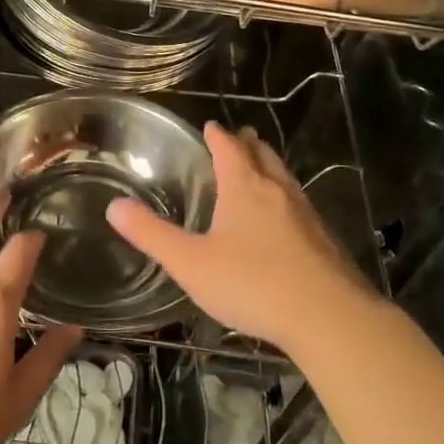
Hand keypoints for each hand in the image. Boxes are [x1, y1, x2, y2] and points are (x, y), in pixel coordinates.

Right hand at [106, 122, 380, 355]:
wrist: (329, 318)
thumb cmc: (252, 283)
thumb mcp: (190, 262)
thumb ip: (151, 234)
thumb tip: (114, 206)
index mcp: (244, 188)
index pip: (228, 148)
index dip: (217, 135)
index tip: (210, 126)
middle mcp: (277, 192)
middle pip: (263, 156)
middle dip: (249, 145)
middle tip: (241, 137)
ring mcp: (307, 216)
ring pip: (285, 180)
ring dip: (270, 168)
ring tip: (262, 169)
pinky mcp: (325, 242)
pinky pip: (300, 207)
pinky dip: (286, 200)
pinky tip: (286, 222)